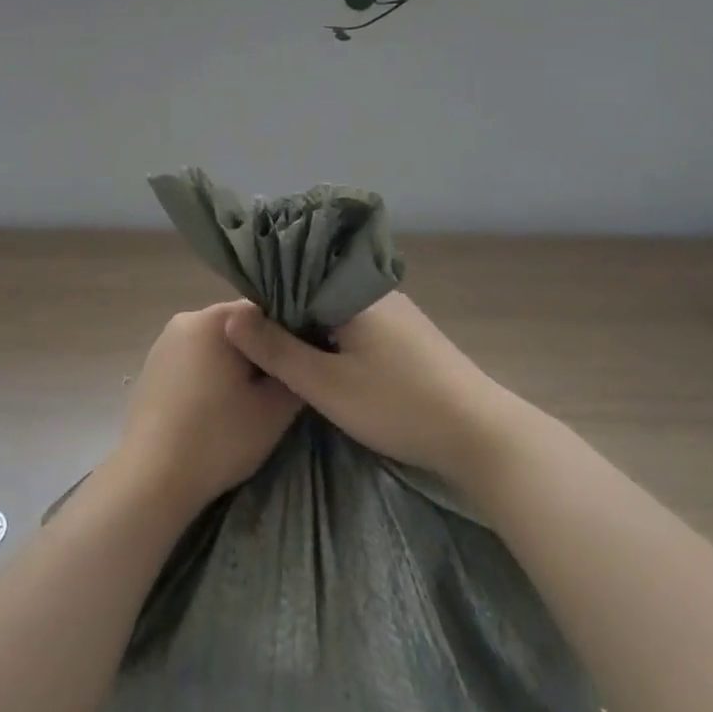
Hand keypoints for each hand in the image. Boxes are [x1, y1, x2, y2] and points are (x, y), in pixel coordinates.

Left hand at [114, 304, 303, 513]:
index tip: (295, 369)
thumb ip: (295, 373)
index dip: (285, 340)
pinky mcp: (151, 368)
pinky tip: (214, 412)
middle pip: (237, 328)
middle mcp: (185, 320)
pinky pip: (192, 363)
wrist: (152, 479)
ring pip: (214, 347)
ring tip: (245, 406)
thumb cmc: (218, 438)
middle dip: (258, 354)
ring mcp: (163, 344)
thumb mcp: (275, 410)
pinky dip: (208, 379)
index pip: (264, 313)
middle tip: (274, 393)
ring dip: (232, 368)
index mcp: (214, 319)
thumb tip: (297, 359)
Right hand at [223, 293, 521, 489]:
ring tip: (290, 358)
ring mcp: (398, 313)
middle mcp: (375, 291)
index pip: (295, 277)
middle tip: (262, 348)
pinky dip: (341, 341)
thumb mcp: (325, 385)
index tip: (245, 324)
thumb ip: (276, 350)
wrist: (480, 435)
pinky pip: (362, 326)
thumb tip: (232, 316)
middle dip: (290, 317)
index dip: (266, 299)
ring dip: (316, 331)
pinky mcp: (412, 336)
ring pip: (340, 312)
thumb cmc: (397, 405)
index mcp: (352, 291)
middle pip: (317, 293)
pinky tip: (334, 366)